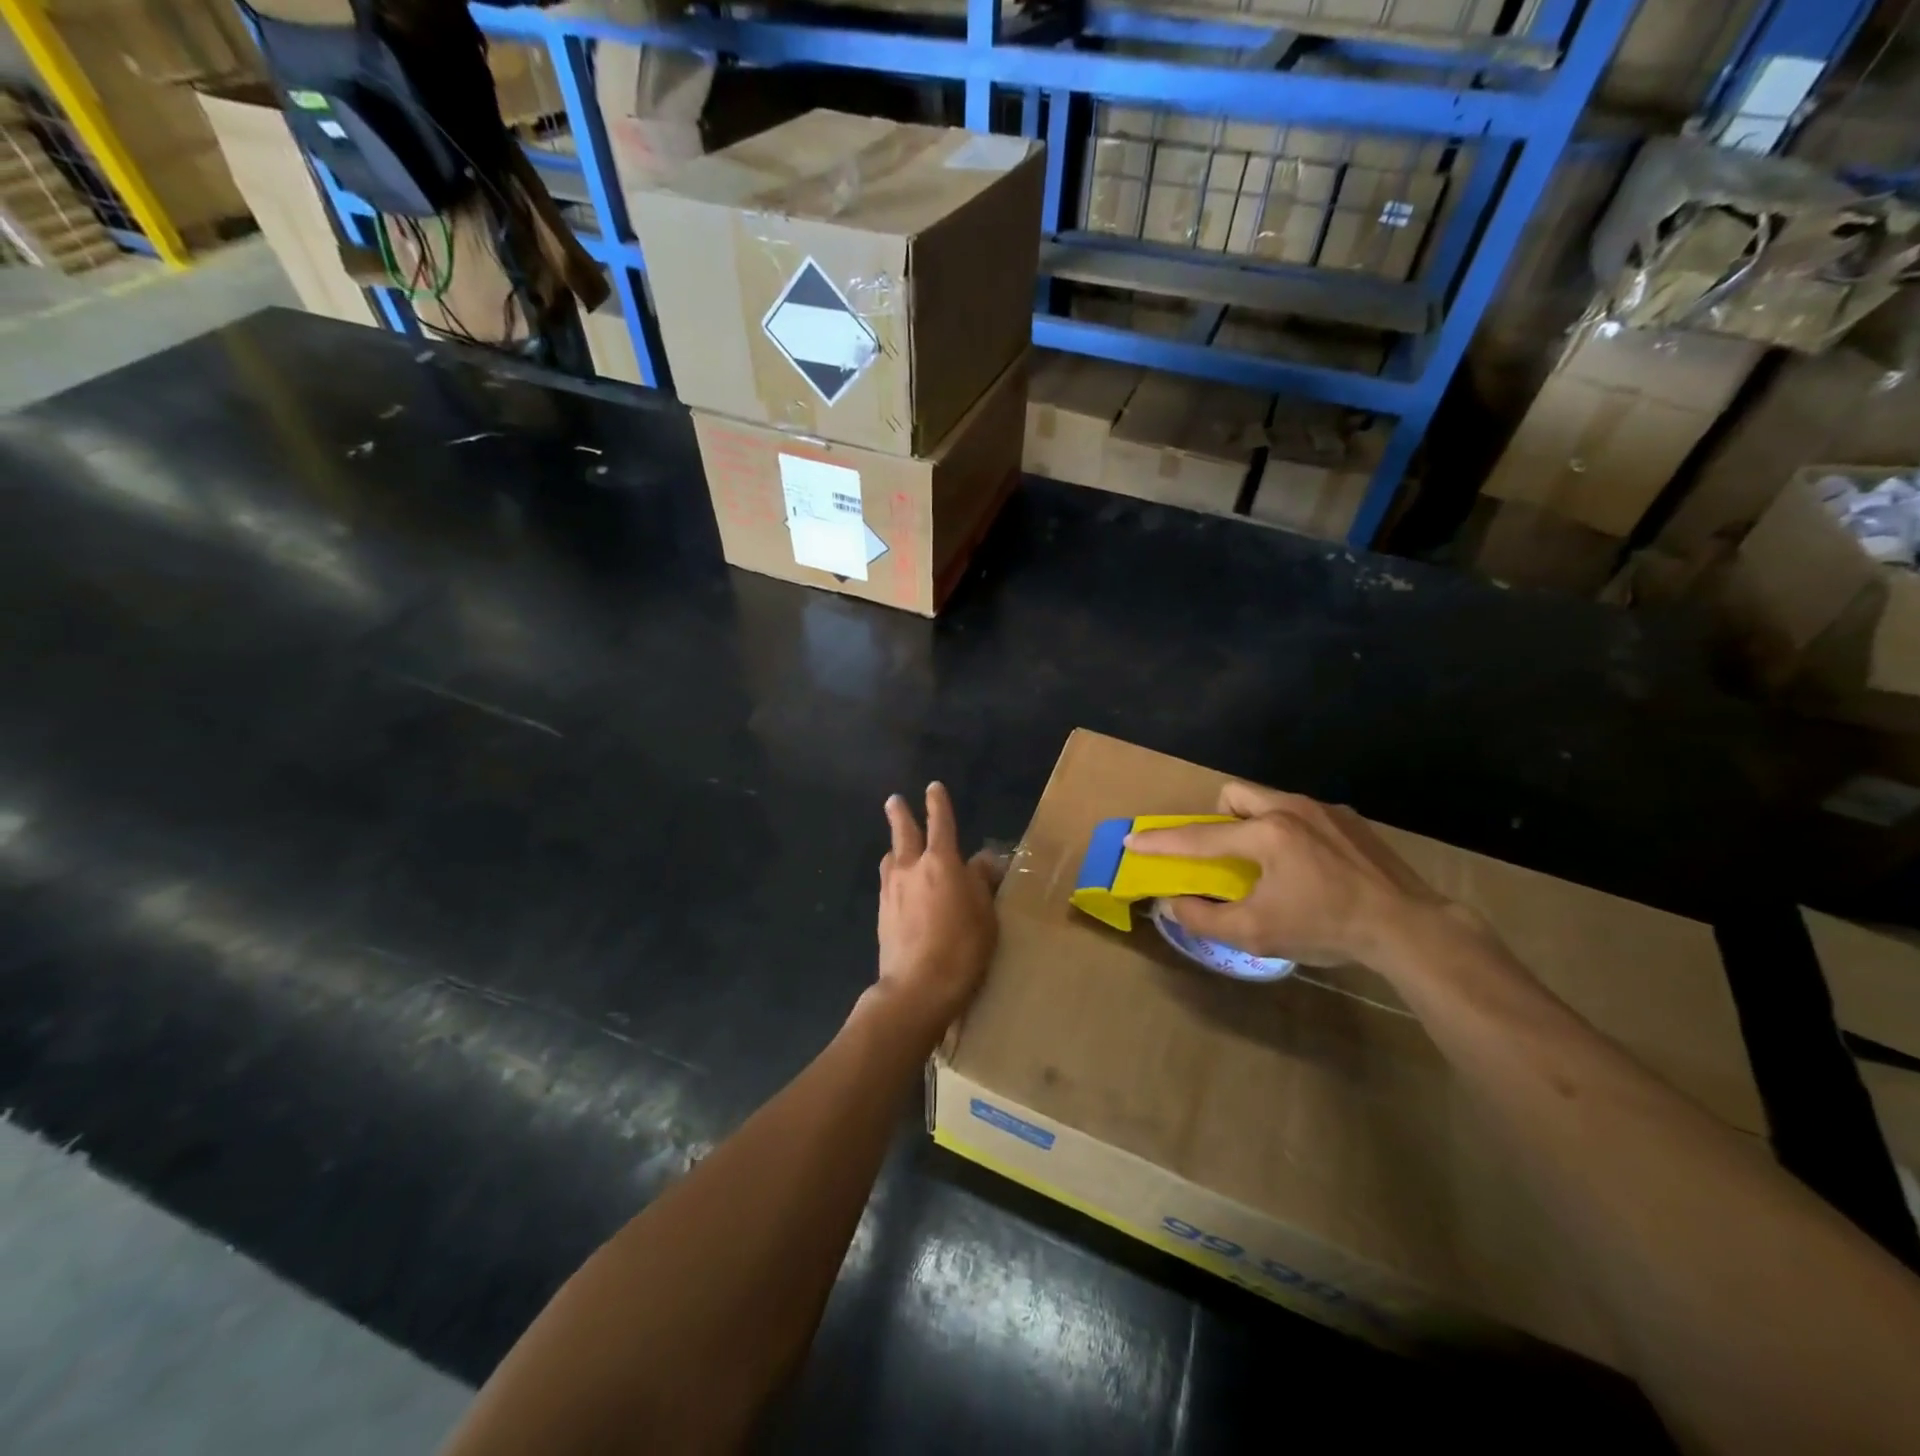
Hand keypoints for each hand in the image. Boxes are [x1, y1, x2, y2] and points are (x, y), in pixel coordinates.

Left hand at [872, 783, 997, 1031]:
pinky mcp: (882, 914)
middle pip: (903, 833)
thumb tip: (980, 862)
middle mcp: (911, 868)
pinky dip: (893, 877)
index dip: (938, 804)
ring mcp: (892, 891)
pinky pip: (887, 884)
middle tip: (894, 801)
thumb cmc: (963, 947)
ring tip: (897, 849)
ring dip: (894, 849)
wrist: (918, 987)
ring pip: (890, 859)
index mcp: (941, 862)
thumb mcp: (986, 913)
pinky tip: (898, 886)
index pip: (940, 823)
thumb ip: (981, 882)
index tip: (933, 787)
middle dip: (900, 814)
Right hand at [1124, 783, 1457, 967]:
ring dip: (1255, 826)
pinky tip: (1312, 868)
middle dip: (1218, 820)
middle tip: (1227, 856)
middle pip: (1234, 795)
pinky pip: (1303, 814)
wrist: (1409, 927)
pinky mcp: (1350, 819)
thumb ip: (1204, 918)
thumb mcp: (1256, 934)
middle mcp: (1290, 809)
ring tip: (1271, 865)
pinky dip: (1291, 834)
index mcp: (1265, 835)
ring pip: (1270, 801)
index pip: (1198, 838)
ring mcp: (1324, 810)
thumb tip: (1173, 904)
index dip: (1161, 842)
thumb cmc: (1326, 928)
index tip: (1133, 841)